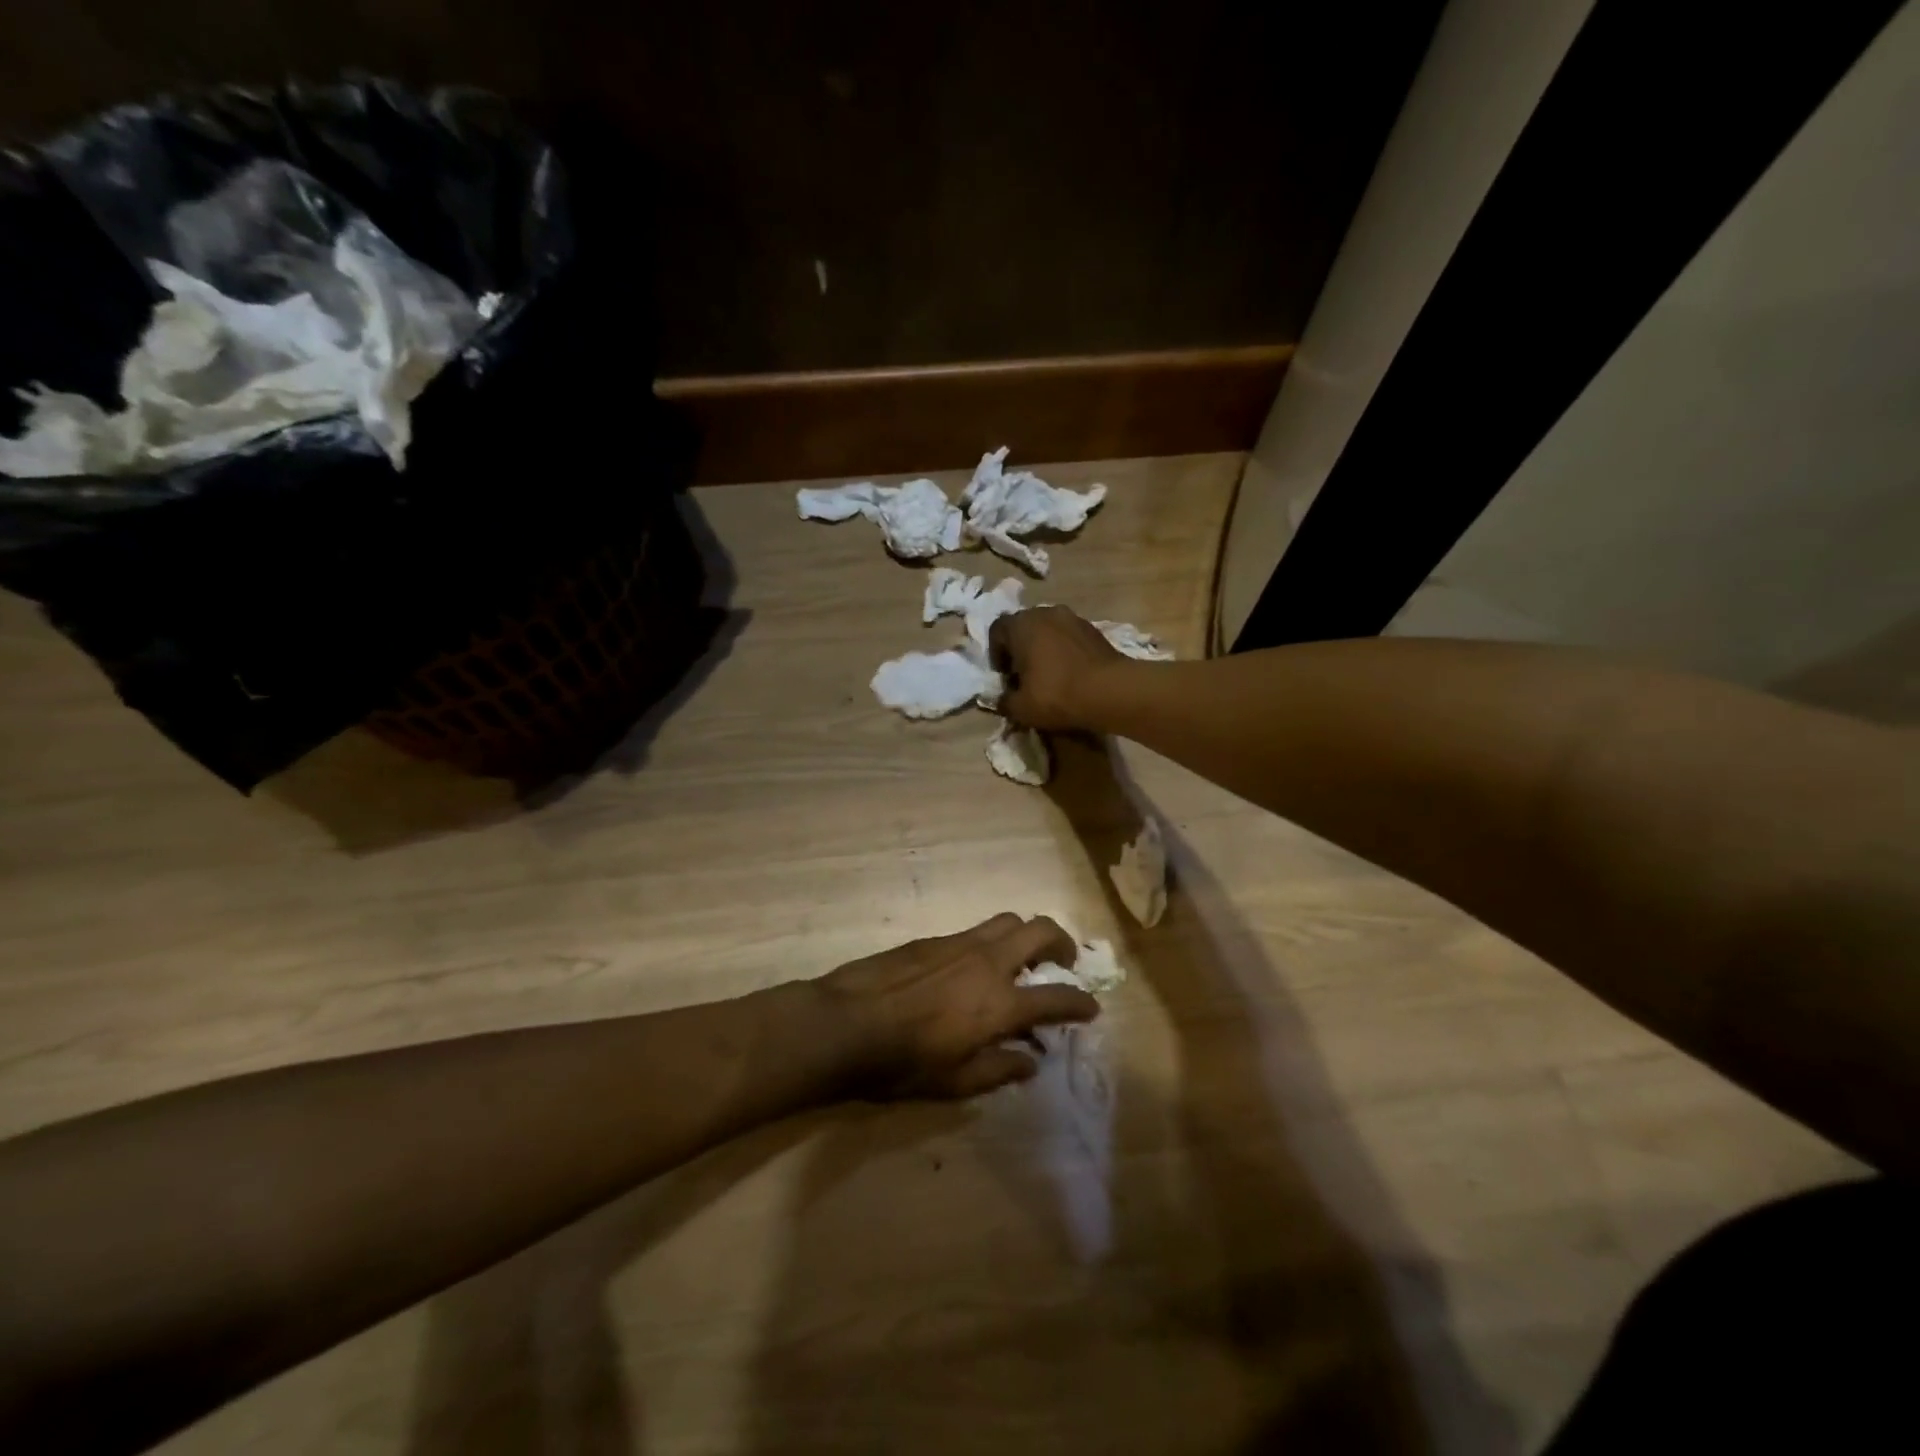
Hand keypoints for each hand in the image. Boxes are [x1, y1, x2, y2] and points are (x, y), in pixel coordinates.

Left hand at [817, 914, 1098, 1098]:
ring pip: (1007, 921)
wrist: (847, 1023)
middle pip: (1040, 930)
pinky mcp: (934, 939)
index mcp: (1000, 1003)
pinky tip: (974, 968)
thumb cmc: (903, 1064)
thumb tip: (1030, 1061)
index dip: (1080, 1002)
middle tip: (1062, 962)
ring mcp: (960, 944)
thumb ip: (999, 1069)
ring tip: (1021, 959)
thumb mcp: (955, 1083)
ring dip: (1026, 935)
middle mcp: (988, 962)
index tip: (1091, 1007)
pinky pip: (975, 931)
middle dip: (1062, 942)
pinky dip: (990, 944)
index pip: (1057, 997)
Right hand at [988, 606, 1127, 730]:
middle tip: (1024, 675)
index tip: (1004, 676)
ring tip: (1049, 675)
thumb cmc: (1056, 694)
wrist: (1109, 690)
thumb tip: (1002, 700)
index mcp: (1021, 625)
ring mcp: (1072, 618)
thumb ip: (1004, 701)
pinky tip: (1070, 673)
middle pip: (1024, 627)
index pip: (997, 631)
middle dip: (1020, 649)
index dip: (996, 654)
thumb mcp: (1020, 708)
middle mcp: (1045, 613)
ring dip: (1044, 648)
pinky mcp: (1094, 629)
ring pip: (1048, 630)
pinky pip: (1069, 637)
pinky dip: (1065, 651)